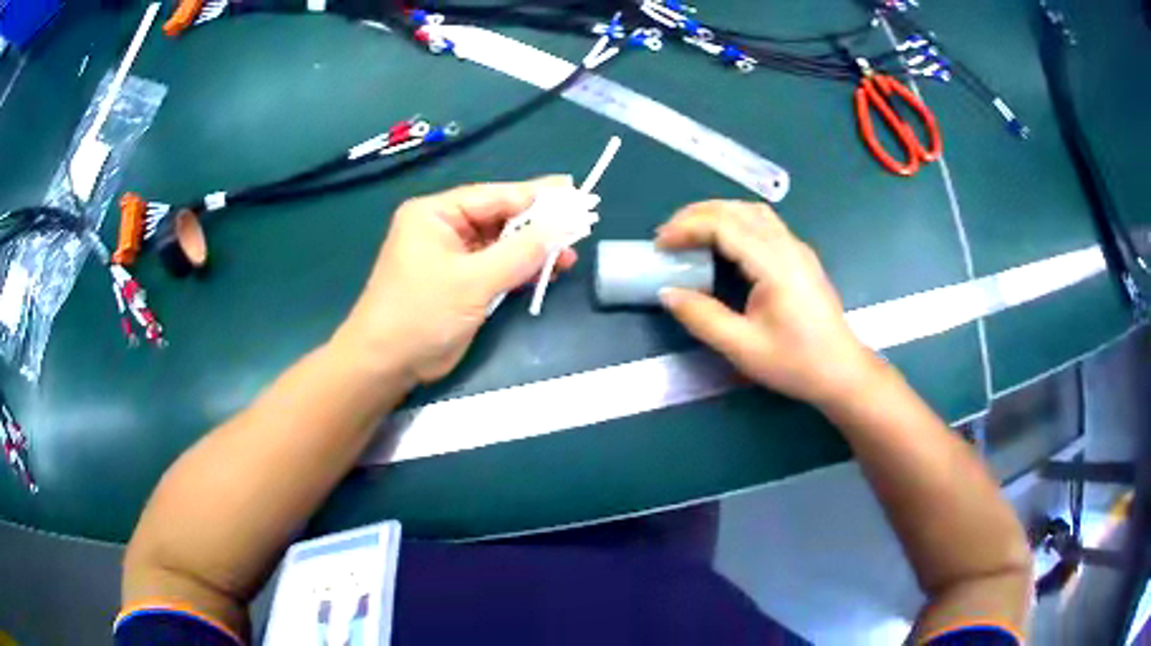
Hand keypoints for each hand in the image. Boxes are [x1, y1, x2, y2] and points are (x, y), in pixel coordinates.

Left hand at [335, 178, 577, 383]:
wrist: (387, 364)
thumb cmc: (421, 313)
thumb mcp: (473, 281)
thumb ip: (520, 252)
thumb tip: (563, 225)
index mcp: (436, 214)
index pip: (493, 196)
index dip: (535, 195)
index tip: (574, 193)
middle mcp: (444, 228)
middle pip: (500, 217)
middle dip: (538, 224)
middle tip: (580, 222)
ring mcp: (453, 256)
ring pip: (502, 244)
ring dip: (534, 249)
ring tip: (570, 254)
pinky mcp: (462, 282)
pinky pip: (498, 267)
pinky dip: (522, 269)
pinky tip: (549, 270)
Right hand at [656, 200, 881, 405]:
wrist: (841, 371)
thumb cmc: (795, 363)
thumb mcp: (742, 347)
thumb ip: (701, 317)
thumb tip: (666, 292)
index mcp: (775, 265)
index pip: (724, 226)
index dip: (687, 228)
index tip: (659, 245)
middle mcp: (787, 246)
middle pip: (736, 209)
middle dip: (696, 215)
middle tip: (666, 236)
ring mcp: (797, 248)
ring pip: (751, 211)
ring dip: (715, 214)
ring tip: (688, 233)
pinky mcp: (800, 256)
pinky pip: (763, 223)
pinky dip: (733, 221)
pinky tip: (721, 242)